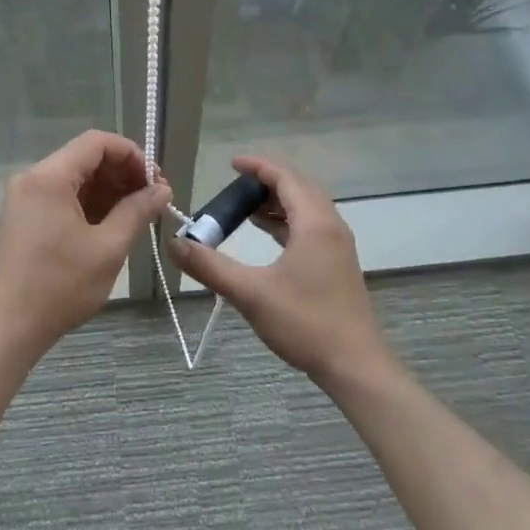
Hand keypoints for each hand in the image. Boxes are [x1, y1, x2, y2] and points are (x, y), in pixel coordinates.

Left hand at [0, 130, 170, 357]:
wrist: (6, 330)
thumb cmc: (59, 286)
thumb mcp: (108, 248)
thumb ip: (137, 211)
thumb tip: (162, 190)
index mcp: (49, 177)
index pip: (97, 142)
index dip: (132, 155)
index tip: (155, 182)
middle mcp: (32, 179)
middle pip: (85, 158)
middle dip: (123, 174)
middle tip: (153, 201)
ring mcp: (23, 200)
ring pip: (74, 180)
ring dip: (108, 191)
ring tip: (137, 217)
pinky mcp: (22, 220)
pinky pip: (61, 199)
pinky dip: (88, 206)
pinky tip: (111, 227)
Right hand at [166, 156, 393, 385]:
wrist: (355, 365)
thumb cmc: (305, 323)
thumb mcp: (251, 293)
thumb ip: (210, 266)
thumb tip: (174, 244)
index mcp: (315, 224)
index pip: (286, 177)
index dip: (258, 166)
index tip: (231, 163)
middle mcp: (331, 226)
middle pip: (299, 187)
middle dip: (267, 181)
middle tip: (235, 186)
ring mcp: (338, 246)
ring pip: (308, 208)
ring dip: (278, 202)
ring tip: (245, 208)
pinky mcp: (338, 263)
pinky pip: (312, 226)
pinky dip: (288, 221)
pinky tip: (268, 235)